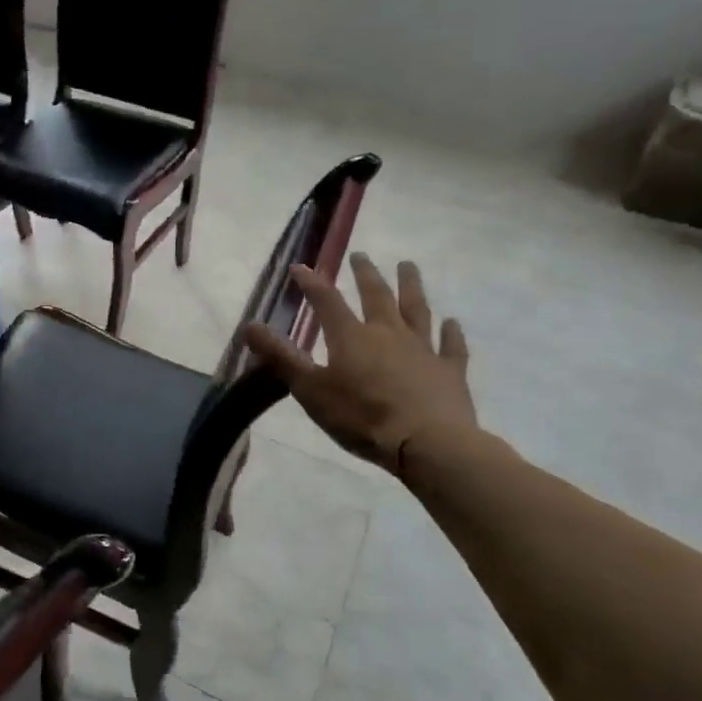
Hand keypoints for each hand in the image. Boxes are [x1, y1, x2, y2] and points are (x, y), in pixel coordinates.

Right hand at [244, 254, 475, 474]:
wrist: (427, 444)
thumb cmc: (361, 417)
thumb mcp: (310, 389)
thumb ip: (281, 356)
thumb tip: (248, 325)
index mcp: (351, 337)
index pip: (327, 301)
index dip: (312, 283)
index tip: (301, 267)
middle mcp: (388, 333)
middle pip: (377, 296)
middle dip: (366, 274)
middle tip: (361, 256)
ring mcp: (423, 350)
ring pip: (417, 310)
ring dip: (411, 286)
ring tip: (408, 266)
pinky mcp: (450, 372)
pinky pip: (451, 346)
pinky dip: (451, 333)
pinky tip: (452, 323)